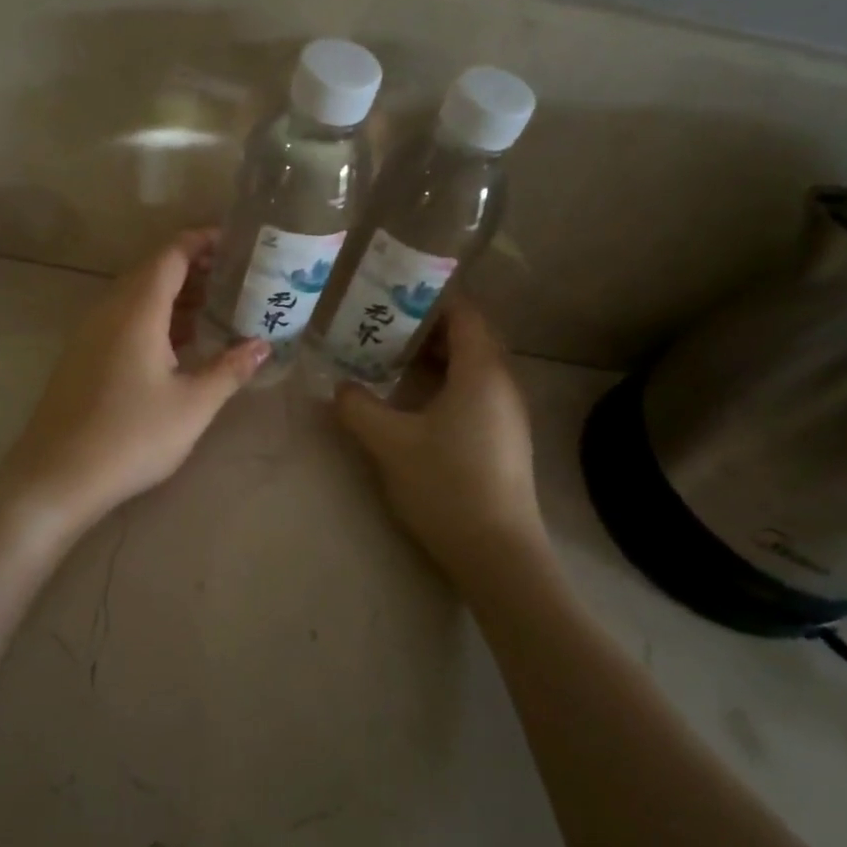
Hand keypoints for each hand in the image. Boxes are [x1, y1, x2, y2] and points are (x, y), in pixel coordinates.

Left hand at [0, 231, 268, 535]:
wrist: (57, 476)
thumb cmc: (131, 437)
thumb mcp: (192, 405)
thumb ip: (229, 369)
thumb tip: (262, 345)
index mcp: (136, 311)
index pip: (170, 255)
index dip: (202, 241)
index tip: (235, 243)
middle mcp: (109, 311)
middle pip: (152, 272)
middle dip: (193, 269)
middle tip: (235, 279)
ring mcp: (90, 335)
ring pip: (136, 298)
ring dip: (174, 297)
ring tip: (215, 308)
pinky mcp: (82, 358)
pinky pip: (123, 321)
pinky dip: (154, 320)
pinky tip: (178, 346)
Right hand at [335, 300, 546, 580]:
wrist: (496, 551)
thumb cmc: (445, 484)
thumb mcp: (389, 443)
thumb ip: (358, 407)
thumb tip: (340, 387)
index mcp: (482, 372)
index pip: (464, 313)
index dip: (429, 298)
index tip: (390, 295)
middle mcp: (502, 383)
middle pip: (468, 337)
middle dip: (425, 328)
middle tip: (380, 326)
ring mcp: (507, 413)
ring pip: (471, 367)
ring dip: (433, 359)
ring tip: (389, 360)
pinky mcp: (503, 438)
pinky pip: (474, 392)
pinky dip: (444, 384)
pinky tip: (412, 403)